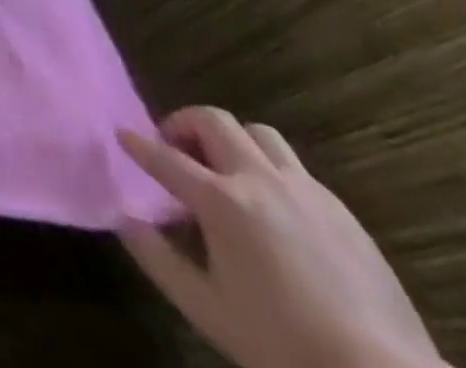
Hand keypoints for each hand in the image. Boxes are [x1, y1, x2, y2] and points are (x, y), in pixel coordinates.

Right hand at [117, 107, 441, 367]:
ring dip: (232, 141)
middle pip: (213, 120)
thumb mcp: (206, 309)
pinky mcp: (343, 213)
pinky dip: (270, 171)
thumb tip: (125, 219)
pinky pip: (296, 169)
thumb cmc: (285, 347)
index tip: (122, 134)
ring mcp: (307, 193)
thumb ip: (157, 258)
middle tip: (176, 150)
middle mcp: (260, 181)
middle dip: (184, 124)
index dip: (138, 144)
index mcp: (222, 201)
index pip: (165, 157)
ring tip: (226, 170)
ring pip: (259, 134)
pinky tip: (274, 209)